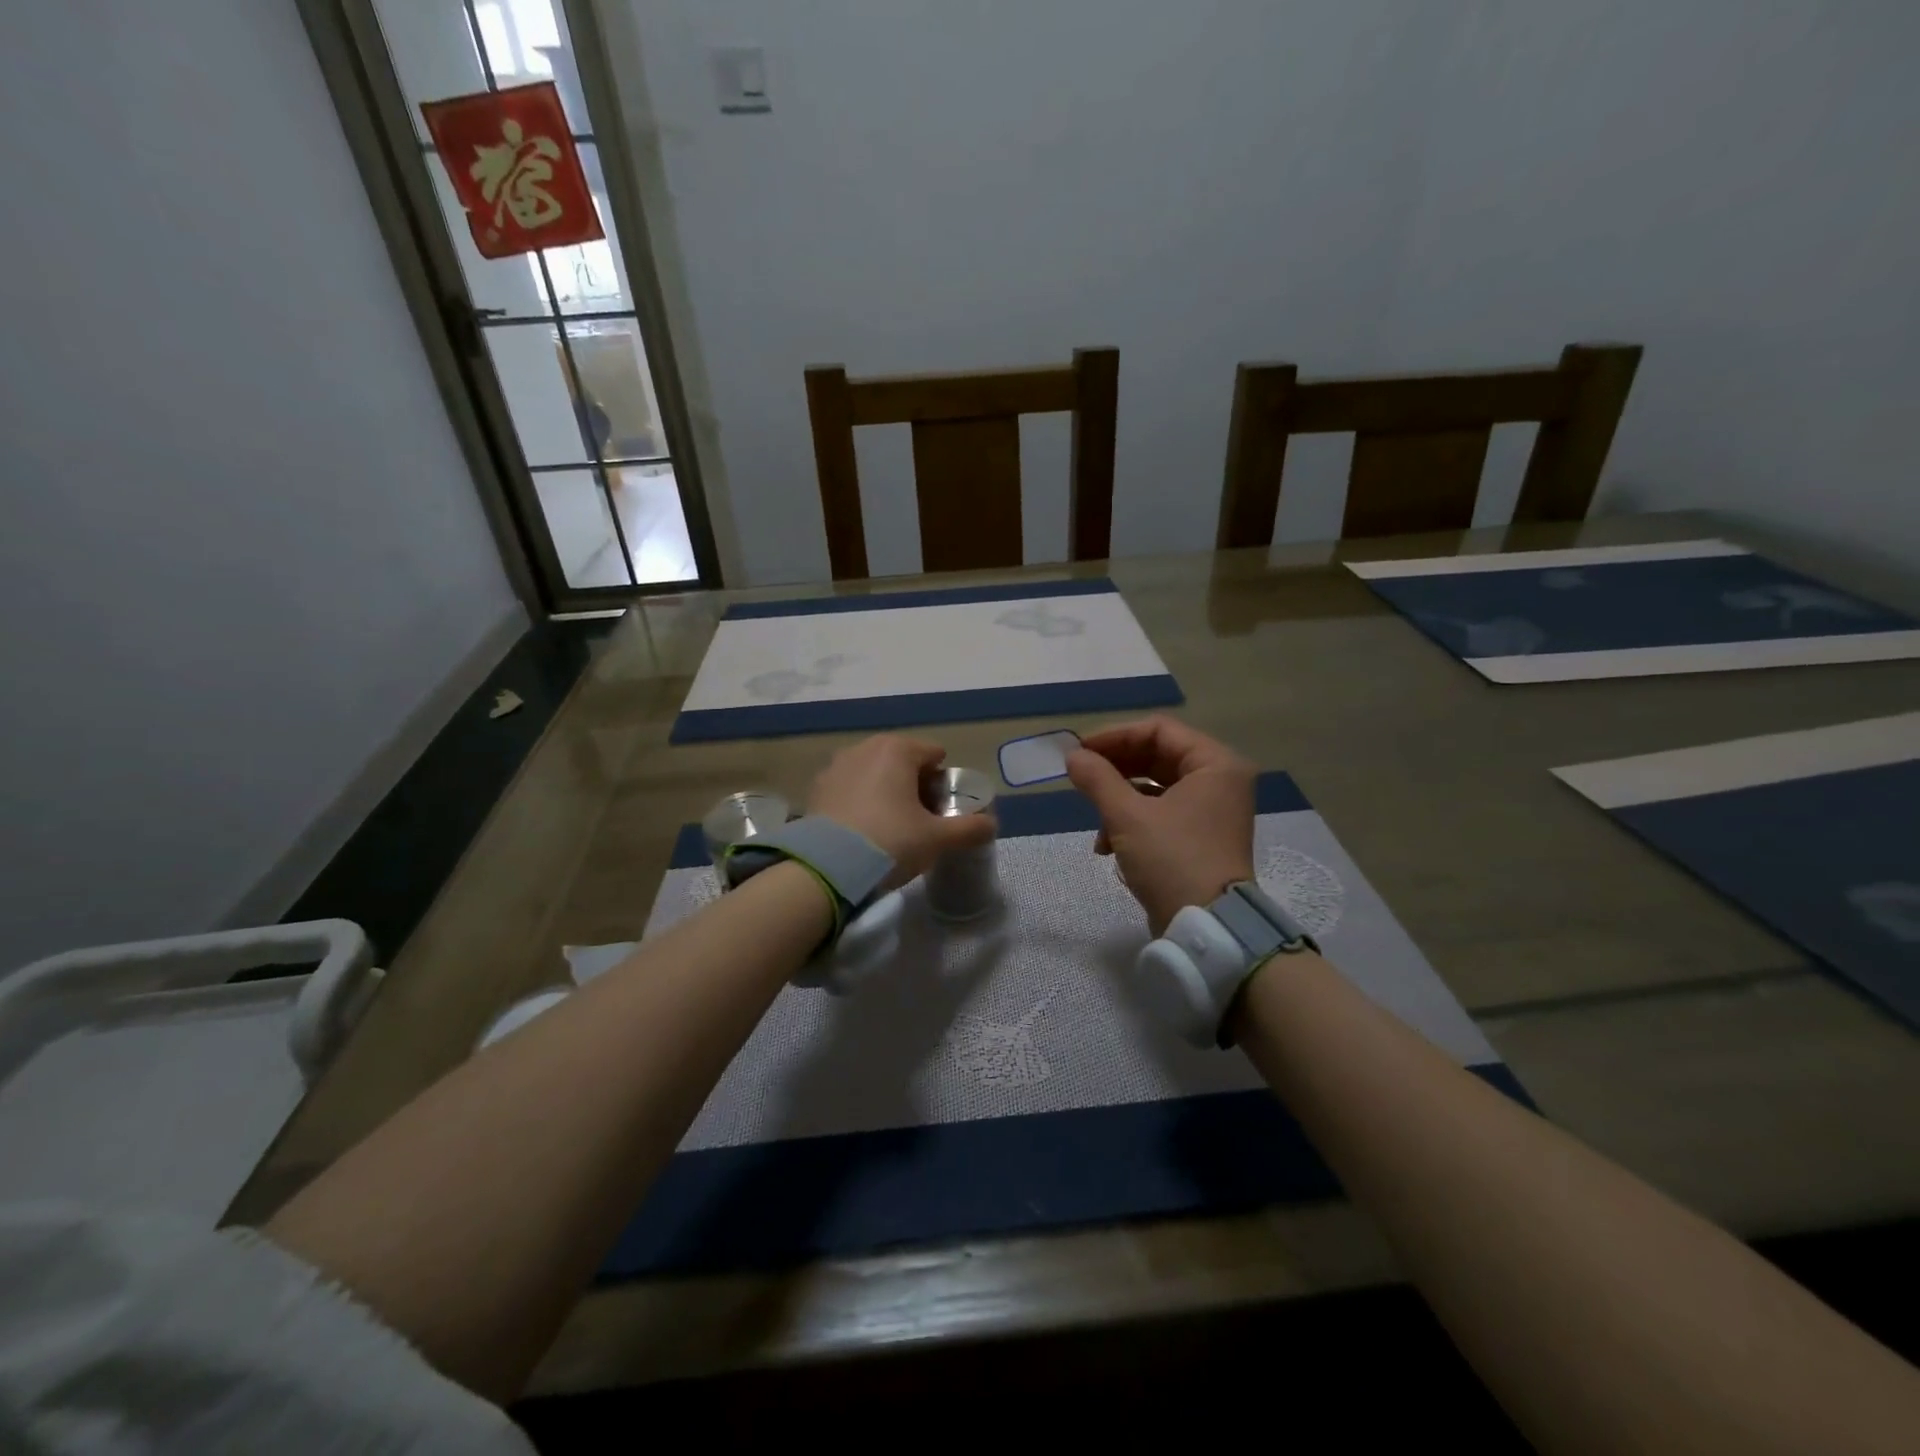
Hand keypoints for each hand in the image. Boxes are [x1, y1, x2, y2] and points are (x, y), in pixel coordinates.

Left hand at [807, 734, 994, 886]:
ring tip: (890, 828)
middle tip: (920, 821)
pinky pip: (849, 789)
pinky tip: (862, 832)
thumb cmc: (890, 842)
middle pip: (902, 762)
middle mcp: (864, 748)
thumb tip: (992, 825)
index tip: (942, 811)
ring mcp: (836, 767)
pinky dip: (860, 803)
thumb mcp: (937, 839)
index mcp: (897, 749)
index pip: (933, 754)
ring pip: (874, 774)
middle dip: (914, 786)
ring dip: (885, 792)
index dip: (943, 782)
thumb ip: (969, 828)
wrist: (827, 868)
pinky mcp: (816, 789)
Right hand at [1066, 717, 1255, 934]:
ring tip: (1095, 820)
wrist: (1207, 927)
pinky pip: (1162, 813)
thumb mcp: (1127, 816)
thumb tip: (1072, 756)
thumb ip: (1097, 779)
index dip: (1116, 736)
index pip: (1159, 730)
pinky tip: (1107, 845)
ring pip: (1156, 787)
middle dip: (1116, 769)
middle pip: (1158, 757)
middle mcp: (1220, 781)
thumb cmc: (1172, 860)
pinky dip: (1133, 822)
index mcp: (1215, 764)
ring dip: (1119, 799)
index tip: (1080, 751)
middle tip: (1081, 776)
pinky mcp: (1201, 837)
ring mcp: (1212, 811)